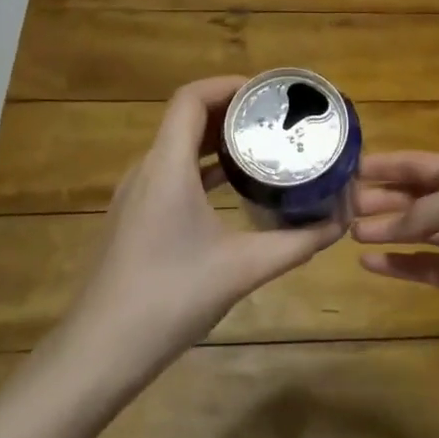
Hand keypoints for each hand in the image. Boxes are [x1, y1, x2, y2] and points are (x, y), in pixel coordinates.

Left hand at [63, 76, 344, 369]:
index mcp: (167, 166)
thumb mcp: (243, 269)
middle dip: (231, 111)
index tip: (269, 94)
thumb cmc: (171, 298)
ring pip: (178, 146)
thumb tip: (338, 224)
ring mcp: (135, 194)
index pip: (192, 98)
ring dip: (216, 140)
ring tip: (261, 145)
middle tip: (276, 118)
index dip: (229, 85)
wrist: (100, 351)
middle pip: (187, 117)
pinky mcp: (134, 218)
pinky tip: (232, 188)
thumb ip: (295, 243)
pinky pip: (171, 173)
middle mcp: (147, 169)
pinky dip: (202, 168)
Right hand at [351, 152, 438, 345]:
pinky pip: (420, 265)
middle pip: (409, 195)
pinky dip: (396, 263)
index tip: (345, 169)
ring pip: (412, 231)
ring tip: (349, 233)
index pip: (414, 163)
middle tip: (340, 206)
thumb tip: (378, 228)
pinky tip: (369, 263)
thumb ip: (416, 212)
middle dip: (377, 198)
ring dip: (383, 230)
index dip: (382, 165)